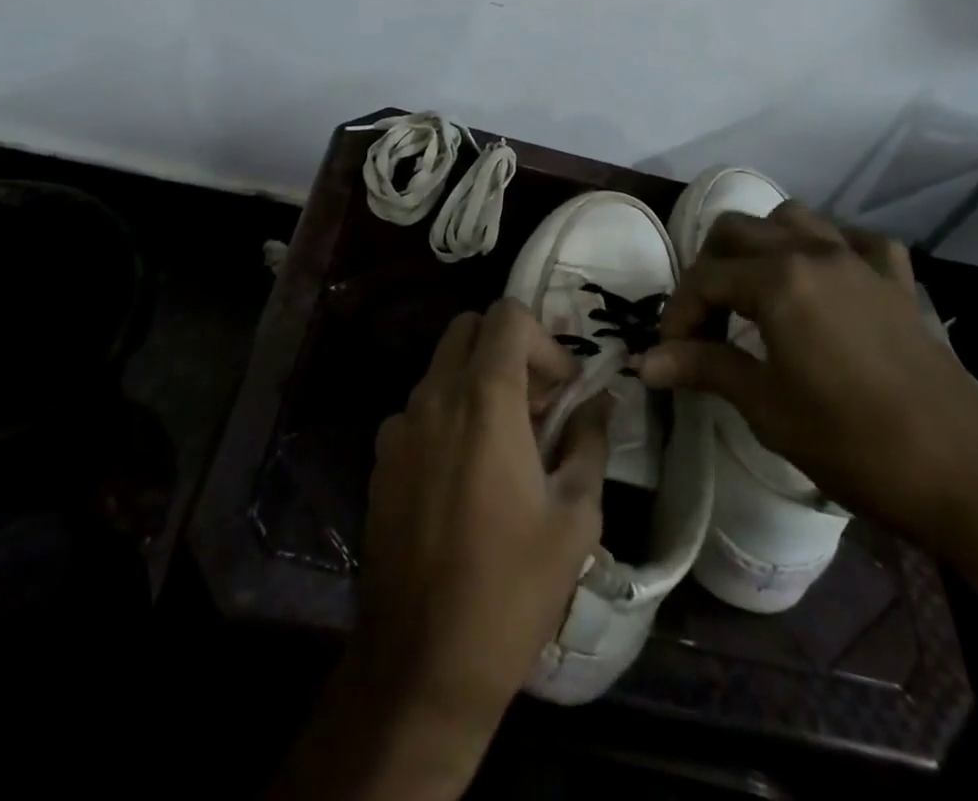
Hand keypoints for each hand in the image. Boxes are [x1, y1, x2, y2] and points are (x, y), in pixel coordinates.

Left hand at [294, 298, 605, 799]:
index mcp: (485, 399)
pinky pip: (419, 408)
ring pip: (442, 367)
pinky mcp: (380, 458)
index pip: (507, 316)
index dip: (544, 340)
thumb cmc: (511, 588)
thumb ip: (589, 442)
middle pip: (469, 328)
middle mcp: (435, 396)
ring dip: (478, 381)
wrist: (421, 662)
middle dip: (509, 350)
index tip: (564, 389)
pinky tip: (465, 473)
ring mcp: (400, 425)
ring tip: (507, 442)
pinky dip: (448, 414)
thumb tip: (597, 404)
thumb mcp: (575, 517)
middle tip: (537, 404)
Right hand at [636, 201, 977, 580]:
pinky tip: (825, 282)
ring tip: (754, 292)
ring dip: (763, 245)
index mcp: (778, 280)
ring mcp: (860, 261)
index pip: (704, 279)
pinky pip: (855, 240)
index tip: (670, 354)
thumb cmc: (852, 444)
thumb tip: (644, 363)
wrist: (964, 480)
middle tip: (705, 322)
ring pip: (793, 218)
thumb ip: (702, 368)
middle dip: (709, 269)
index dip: (678, 314)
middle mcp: (814, 253)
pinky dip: (829, 249)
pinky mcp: (897, 281)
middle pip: (738, 230)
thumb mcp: (765, 407)